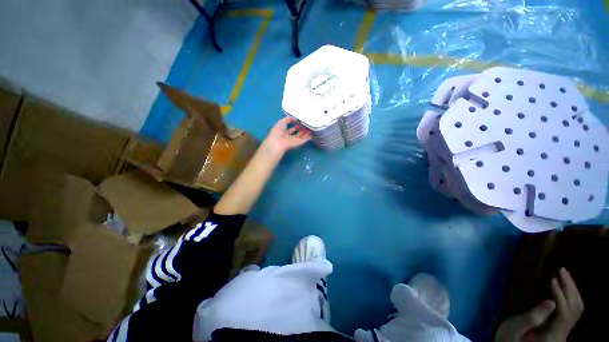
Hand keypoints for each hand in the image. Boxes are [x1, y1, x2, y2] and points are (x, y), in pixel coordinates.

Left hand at [264, 116, 311, 153]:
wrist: (278, 144)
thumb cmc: (277, 132)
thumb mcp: (281, 122)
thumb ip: (289, 119)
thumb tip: (296, 118)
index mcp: (282, 131)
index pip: (290, 127)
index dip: (294, 123)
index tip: (300, 120)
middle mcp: (288, 136)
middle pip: (296, 131)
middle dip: (301, 128)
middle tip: (306, 123)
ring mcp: (293, 140)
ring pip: (300, 136)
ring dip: (305, 132)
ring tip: (311, 127)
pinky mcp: (297, 143)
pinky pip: (303, 140)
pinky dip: (308, 138)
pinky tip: (312, 134)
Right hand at [496, 268, 583, 341]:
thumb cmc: (509, 338)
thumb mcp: (513, 330)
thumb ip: (530, 318)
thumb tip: (550, 302)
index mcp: (552, 335)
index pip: (564, 312)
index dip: (560, 294)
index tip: (552, 278)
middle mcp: (564, 333)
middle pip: (575, 309)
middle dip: (570, 288)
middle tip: (561, 270)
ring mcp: (565, 331)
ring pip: (577, 308)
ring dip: (573, 290)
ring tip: (564, 274)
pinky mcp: (562, 328)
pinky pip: (574, 310)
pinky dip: (572, 296)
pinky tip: (565, 286)